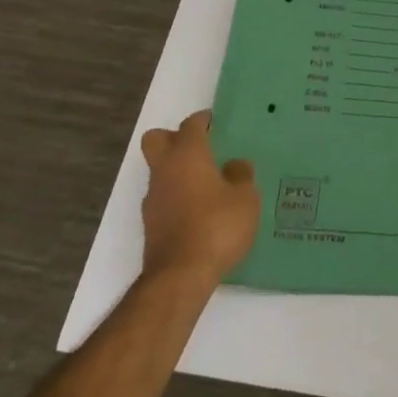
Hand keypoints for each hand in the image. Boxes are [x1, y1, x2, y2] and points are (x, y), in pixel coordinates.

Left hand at [139, 110, 259, 284]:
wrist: (180, 276)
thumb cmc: (217, 226)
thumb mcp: (245, 198)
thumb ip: (241, 175)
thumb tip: (234, 165)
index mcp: (188, 155)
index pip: (191, 125)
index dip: (204, 120)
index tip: (217, 123)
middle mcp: (165, 171)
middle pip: (157, 140)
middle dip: (175, 138)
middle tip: (202, 148)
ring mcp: (154, 199)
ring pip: (160, 171)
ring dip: (178, 171)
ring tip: (209, 184)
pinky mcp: (152, 225)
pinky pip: (164, 198)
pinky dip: (178, 197)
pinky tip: (201, 212)